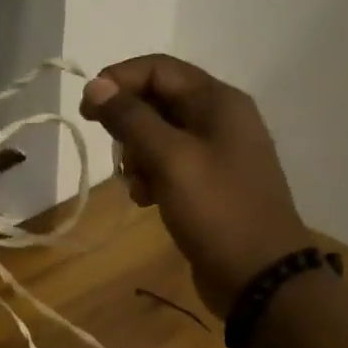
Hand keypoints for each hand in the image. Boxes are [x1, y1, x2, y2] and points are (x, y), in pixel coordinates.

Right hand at [79, 54, 307, 317]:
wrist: (261, 277)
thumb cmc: (217, 210)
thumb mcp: (170, 159)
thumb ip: (131, 118)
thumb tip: (97, 85)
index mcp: (218, 102)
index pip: (158, 69)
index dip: (118, 81)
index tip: (87, 110)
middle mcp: (220, 119)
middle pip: (158, 100)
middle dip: (129, 125)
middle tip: (117, 156)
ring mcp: (217, 153)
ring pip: (160, 136)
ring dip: (137, 156)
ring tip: (137, 185)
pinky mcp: (210, 184)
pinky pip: (170, 165)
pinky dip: (151, 177)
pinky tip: (147, 201)